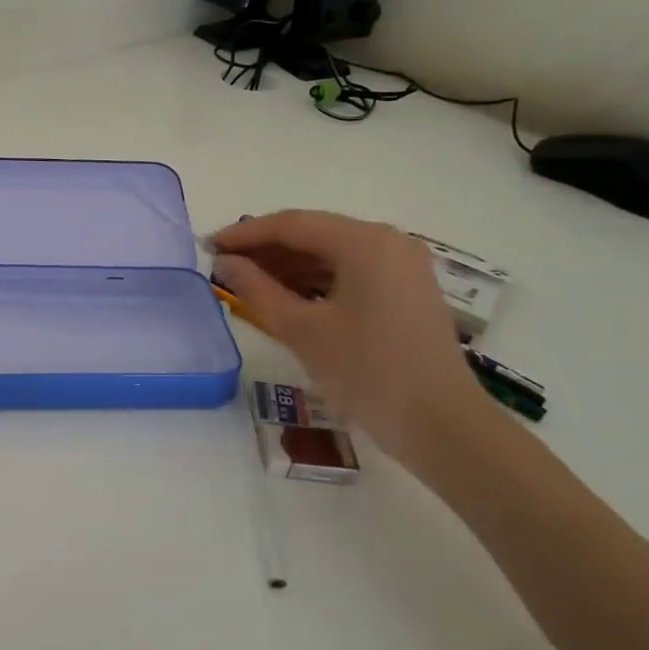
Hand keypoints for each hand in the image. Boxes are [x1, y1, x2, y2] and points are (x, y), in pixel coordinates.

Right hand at [212, 211, 490, 460]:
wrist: (440, 424)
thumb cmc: (366, 372)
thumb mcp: (302, 330)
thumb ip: (257, 289)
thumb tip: (225, 264)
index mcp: (365, 242)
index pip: (292, 225)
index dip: (245, 234)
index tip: (208, 247)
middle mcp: (388, 241)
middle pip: (314, 234)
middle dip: (266, 249)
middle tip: (223, 266)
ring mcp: (402, 265)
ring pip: (331, 253)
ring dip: (288, 265)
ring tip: (246, 283)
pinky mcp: (406, 290)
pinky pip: (350, 271)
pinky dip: (315, 280)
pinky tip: (285, 297)